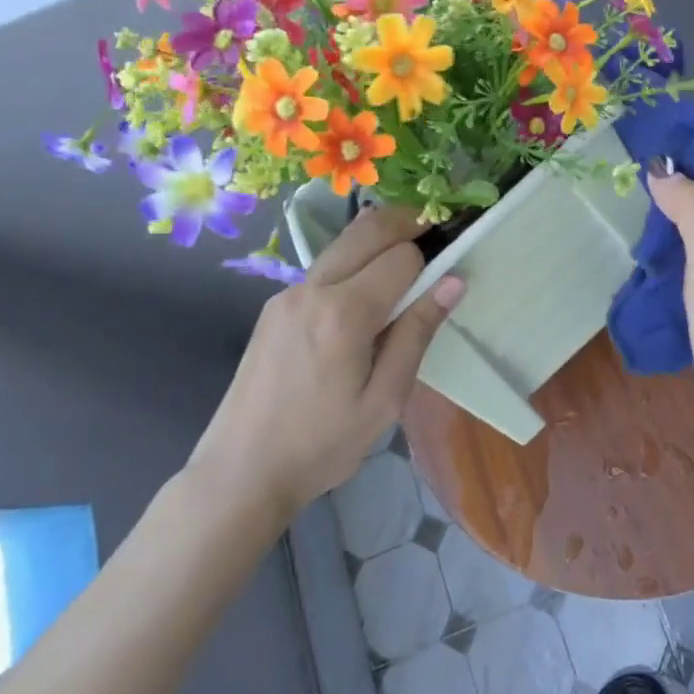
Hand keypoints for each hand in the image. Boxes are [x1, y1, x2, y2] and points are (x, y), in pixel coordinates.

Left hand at [188, 207, 462, 522]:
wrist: (241, 472)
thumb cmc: (323, 444)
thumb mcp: (385, 398)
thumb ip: (417, 333)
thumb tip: (453, 281)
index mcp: (344, 313)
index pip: (401, 256)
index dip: (430, 260)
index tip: (447, 270)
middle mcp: (313, 289)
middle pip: (368, 228)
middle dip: (407, 222)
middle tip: (435, 233)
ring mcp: (287, 294)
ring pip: (343, 243)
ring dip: (378, 239)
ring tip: (405, 265)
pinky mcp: (274, 306)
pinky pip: (324, 267)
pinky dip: (353, 262)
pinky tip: (364, 297)